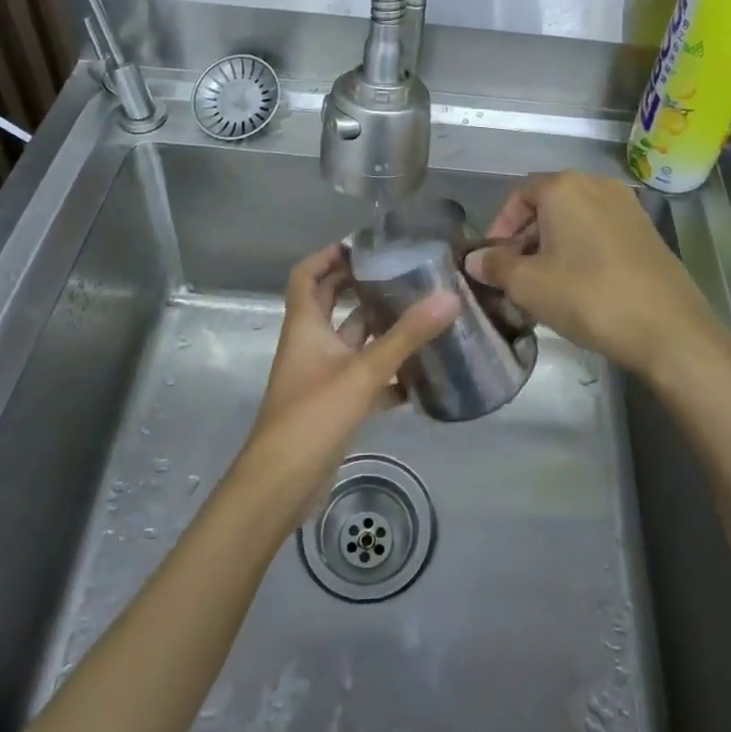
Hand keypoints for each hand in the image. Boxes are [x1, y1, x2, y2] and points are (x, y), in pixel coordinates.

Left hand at [235, 243, 458, 520]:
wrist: (281, 485)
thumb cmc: (313, 415)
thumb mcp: (364, 371)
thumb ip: (407, 335)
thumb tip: (450, 296)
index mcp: (305, 325)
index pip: (307, 274)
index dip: (329, 255)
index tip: (364, 246)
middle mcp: (310, 344)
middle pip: (330, 303)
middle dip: (360, 286)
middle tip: (400, 274)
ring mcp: (320, 376)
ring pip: (350, 341)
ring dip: (377, 328)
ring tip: (418, 314)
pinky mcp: (332, 405)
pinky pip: (361, 378)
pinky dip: (385, 373)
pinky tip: (417, 376)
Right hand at [465, 172, 722, 379]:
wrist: (668, 328)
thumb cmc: (588, 296)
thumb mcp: (529, 285)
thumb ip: (496, 266)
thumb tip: (474, 259)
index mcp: (564, 187)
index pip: (519, 195)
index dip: (500, 227)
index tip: (493, 260)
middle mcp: (596, 185)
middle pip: (548, 204)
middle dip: (526, 237)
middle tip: (515, 274)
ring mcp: (627, 206)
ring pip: (575, 218)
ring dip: (553, 244)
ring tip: (544, 283)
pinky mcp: (647, 231)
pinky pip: (600, 230)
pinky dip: (582, 248)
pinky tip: (579, 284)